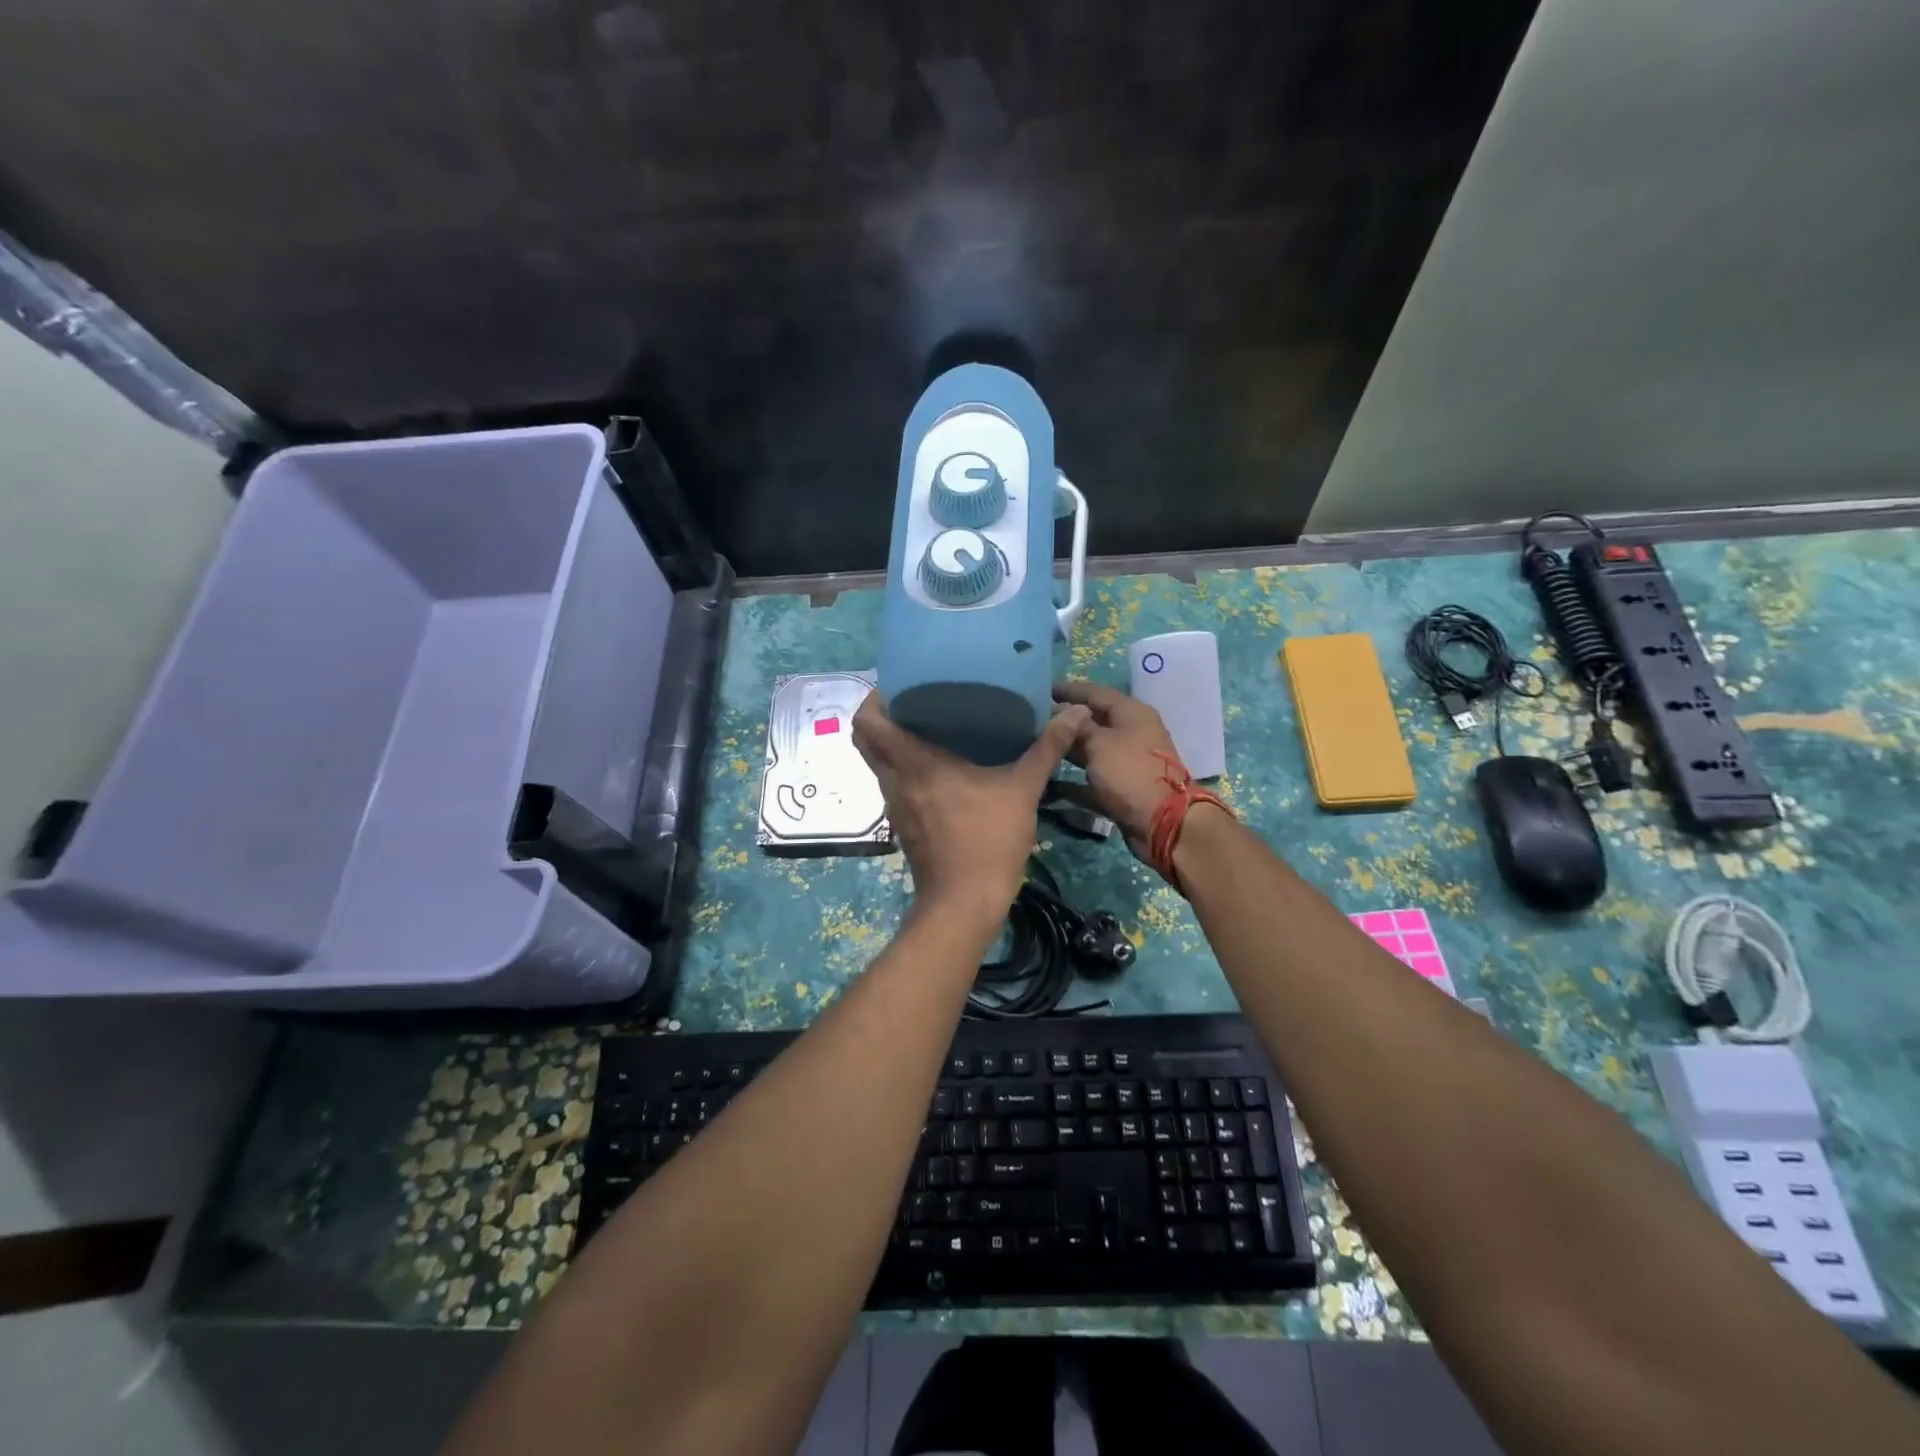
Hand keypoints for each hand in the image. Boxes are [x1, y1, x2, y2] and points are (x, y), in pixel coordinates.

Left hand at [853, 693, 1089, 917]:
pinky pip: (893, 783)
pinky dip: (903, 767)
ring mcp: (894, 804)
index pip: (866, 721)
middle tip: (912, 697)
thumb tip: (1077, 712)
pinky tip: (937, 766)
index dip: (873, 696)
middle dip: (880, 714)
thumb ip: (1047, 748)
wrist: (964, 903)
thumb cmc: (988, 840)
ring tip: (926, 723)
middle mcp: (893, 779)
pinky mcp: (902, 823)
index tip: (897, 680)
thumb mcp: (1023, 789)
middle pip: (865, 738)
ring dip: (891, 742)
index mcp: (913, 762)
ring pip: (877, 762)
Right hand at [1051, 681, 1188, 862]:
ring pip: (1093, 746)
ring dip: (1069, 746)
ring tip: (1039, 744)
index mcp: (1132, 712)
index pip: (1095, 692)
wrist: (1161, 822)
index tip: (1042, 690)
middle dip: (1066, 719)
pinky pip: (1094, 773)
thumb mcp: (1099, 743)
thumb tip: (1063, 711)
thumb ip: (1078, 726)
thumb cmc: (1129, 773)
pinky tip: (1051, 775)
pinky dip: (1075, 775)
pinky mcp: (1124, 784)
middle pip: (1094, 719)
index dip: (1068, 690)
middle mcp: (1133, 731)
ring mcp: (1129, 759)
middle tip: (1035, 719)